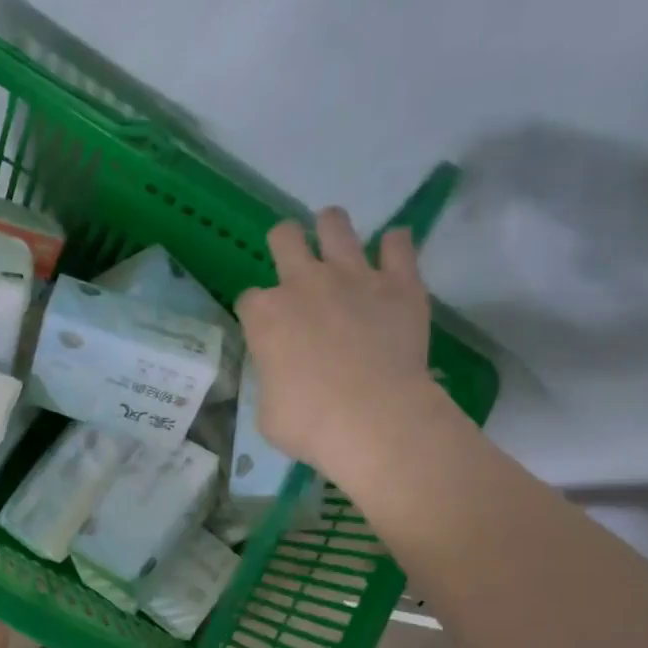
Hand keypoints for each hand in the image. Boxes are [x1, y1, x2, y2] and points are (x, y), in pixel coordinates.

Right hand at [235, 208, 447, 495]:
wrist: (374, 420)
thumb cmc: (309, 424)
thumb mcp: (268, 411)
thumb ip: (271, 380)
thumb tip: (281, 377)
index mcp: (265, 316)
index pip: (248, 299)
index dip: (256, 313)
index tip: (266, 329)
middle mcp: (304, 283)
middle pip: (284, 237)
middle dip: (284, 244)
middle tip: (294, 263)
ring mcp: (353, 276)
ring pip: (335, 223)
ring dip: (332, 229)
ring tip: (336, 243)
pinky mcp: (399, 282)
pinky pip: (398, 243)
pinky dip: (394, 247)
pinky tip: (393, 257)